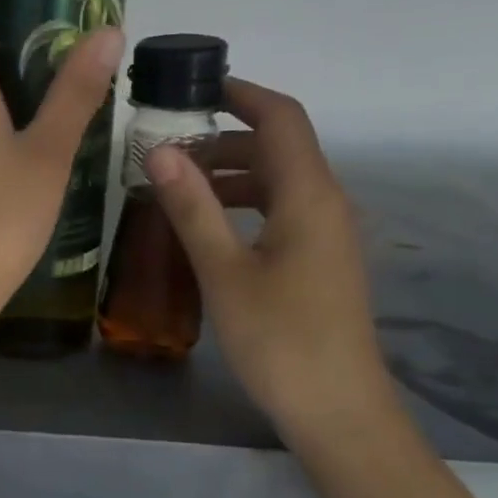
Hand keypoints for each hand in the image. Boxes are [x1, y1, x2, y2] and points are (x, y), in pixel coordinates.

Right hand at [146, 80, 392, 444]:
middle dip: (225, 137)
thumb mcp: (225, 271)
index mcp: (309, 196)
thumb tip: (161, 150)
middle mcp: (326, 204)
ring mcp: (328, 234)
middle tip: (167, 147)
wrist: (337, 410)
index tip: (194, 87)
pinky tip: (208, 227)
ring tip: (177, 185)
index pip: (281, 118)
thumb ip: (193, 207)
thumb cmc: (279, 339)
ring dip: (232, 173)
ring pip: (279, 182)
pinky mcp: (320, 261)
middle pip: (278, 148)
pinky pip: (282, 211)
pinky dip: (245, 204)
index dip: (241, 93)